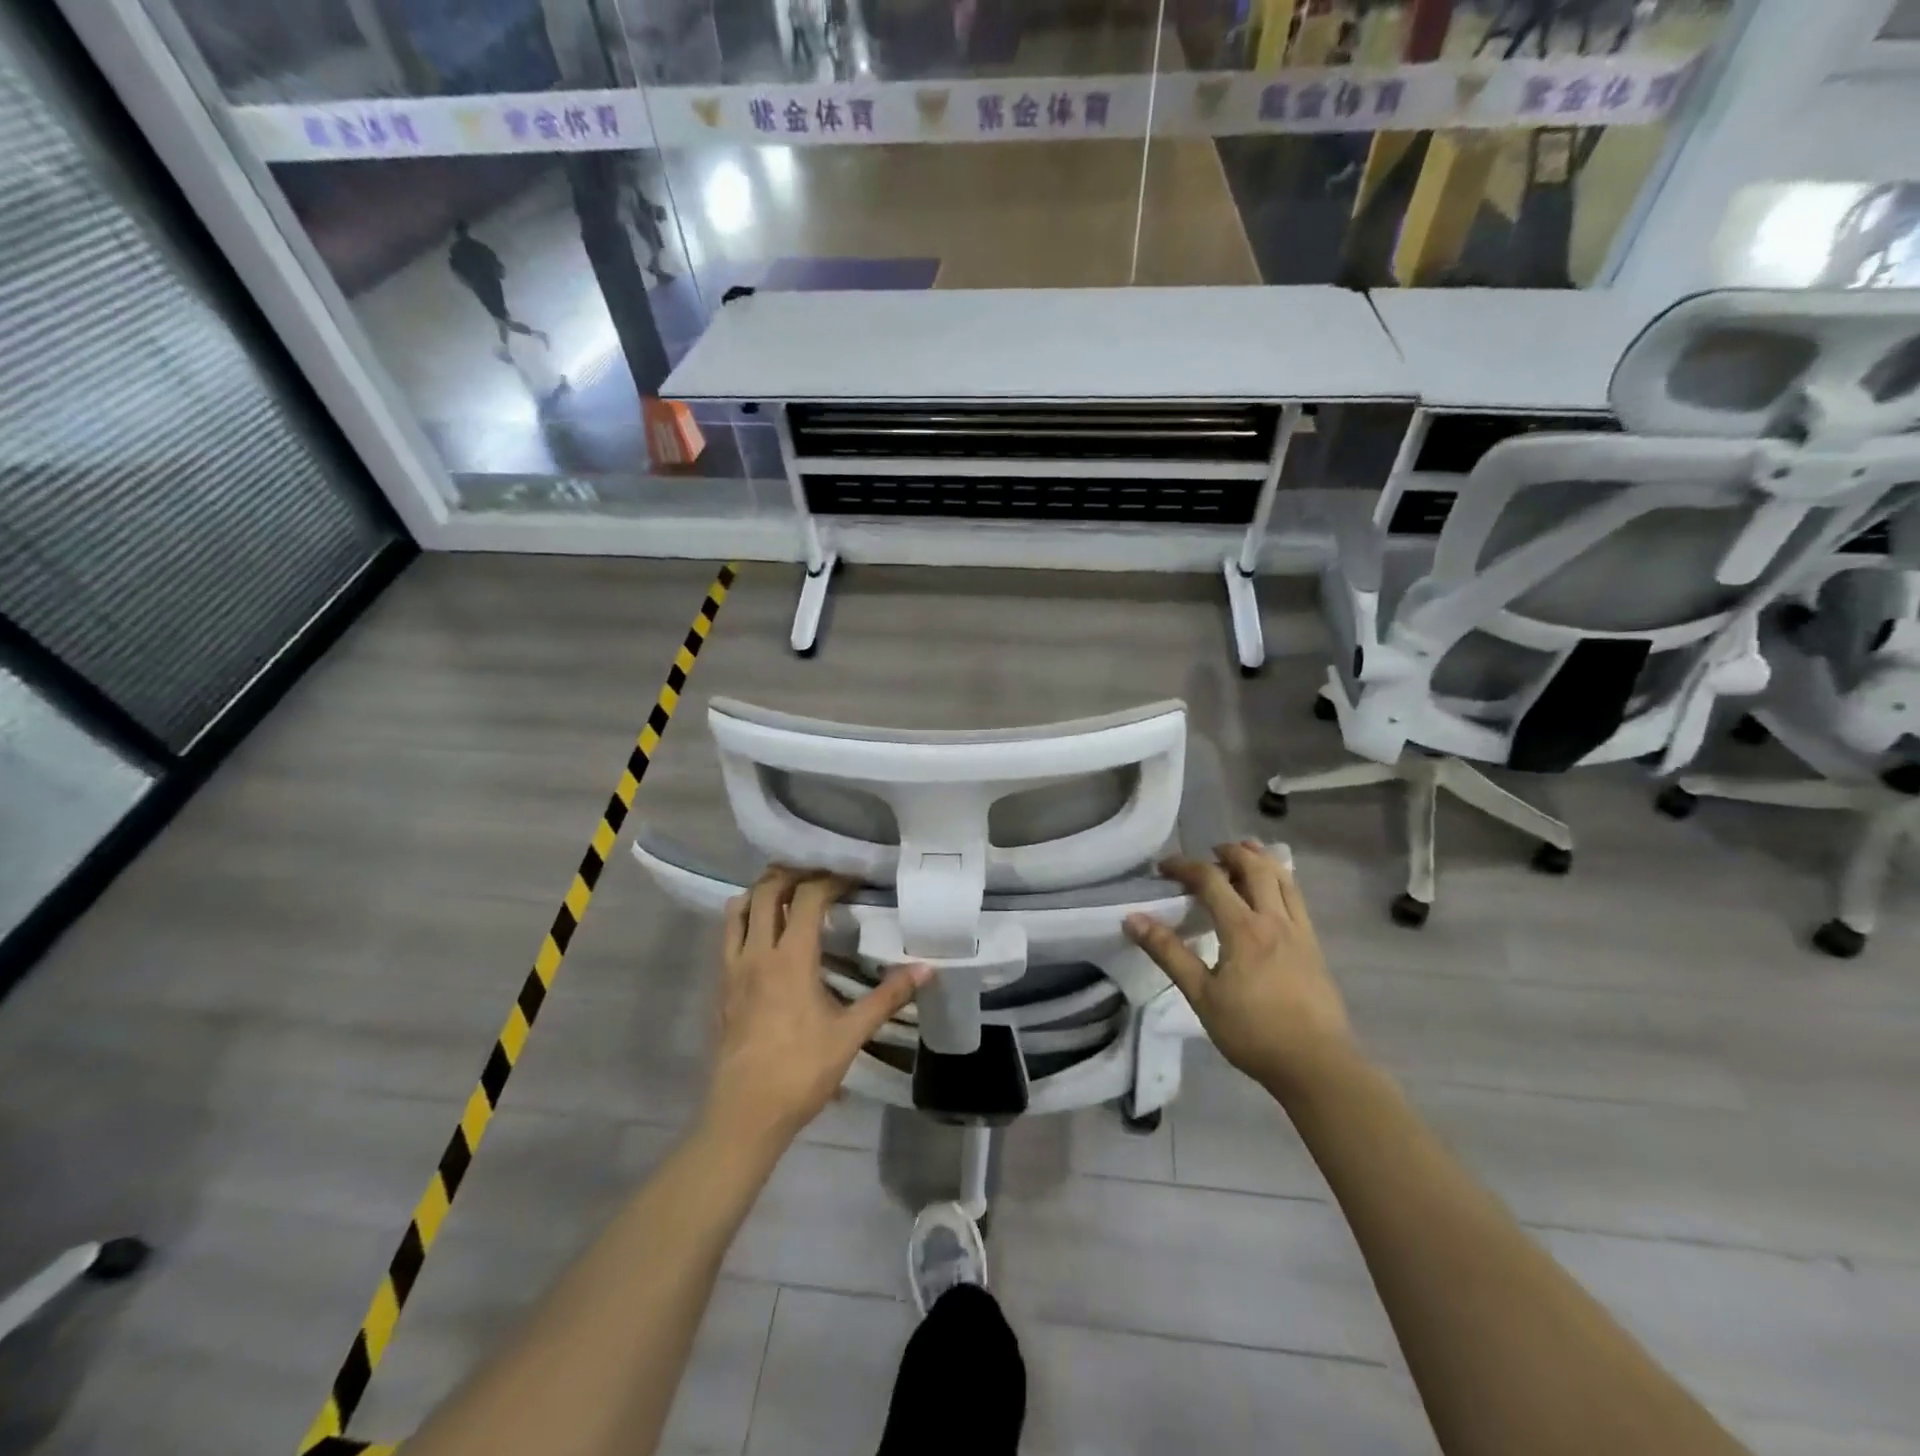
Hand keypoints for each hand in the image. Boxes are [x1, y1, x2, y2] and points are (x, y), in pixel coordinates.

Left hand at [706, 866, 927, 1151]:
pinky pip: (728, 935)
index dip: (831, 880)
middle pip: (768, 890)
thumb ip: (888, 997)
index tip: (853, 881)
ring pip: (739, 908)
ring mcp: (733, 968)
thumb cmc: (801, 1071)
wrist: (745, 1113)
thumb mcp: (851, 1034)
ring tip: (789, 893)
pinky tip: (765, 934)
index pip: (808, 897)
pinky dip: (746, 918)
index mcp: (791, 958)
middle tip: (820, 877)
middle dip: (794, 874)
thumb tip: (927, 969)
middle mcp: (757, 952)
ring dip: (763, 891)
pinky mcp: (721, 986)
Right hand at [1125, 841, 1354, 1098]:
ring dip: (1260, 859)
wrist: (1316, 1064)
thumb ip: (1168, 953)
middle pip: (1255, 867)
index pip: (1211, 880)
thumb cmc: (1253, 1031)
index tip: (1163, 868)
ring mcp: (1299, 931)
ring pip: (1283, 878)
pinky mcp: (1314, 946)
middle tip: (1209, 853)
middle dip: (1230, 852)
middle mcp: (1274, 919)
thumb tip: (1133, 919)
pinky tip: (1272, 892)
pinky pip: (1297, 898)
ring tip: (1243, 856)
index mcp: (1243, 928)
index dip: (1184, 867)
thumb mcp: (1201, 995)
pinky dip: (1281, 880)